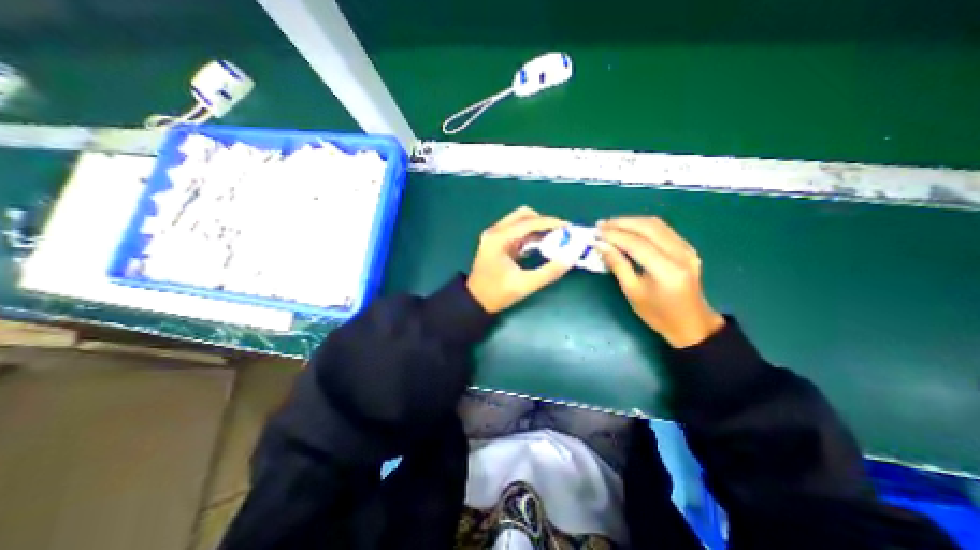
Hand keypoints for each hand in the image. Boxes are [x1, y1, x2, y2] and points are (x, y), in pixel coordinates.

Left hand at [467, 206, 575, 313]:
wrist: (475, 301)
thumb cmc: (497, 293)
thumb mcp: (525, 284)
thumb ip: (550, 271)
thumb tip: (571, 256)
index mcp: (499, 238)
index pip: (528, 222)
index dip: (550, 223)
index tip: (568, 228)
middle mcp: (495, 232)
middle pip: (523, 215)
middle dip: (544, 222)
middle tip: (560, 233)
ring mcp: (494, 236)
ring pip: (520, 222)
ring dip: (537, 228)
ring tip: (555, 239)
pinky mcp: (497, 242)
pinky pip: (517, 231)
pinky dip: (530, 235)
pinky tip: (541, 245)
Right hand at [592, 215, 722, 347]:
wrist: (691, 324)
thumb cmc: (657, 314)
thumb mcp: (632, 292)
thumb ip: (617, 265)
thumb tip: (600, 245)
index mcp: (667, 271)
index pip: (637, 244)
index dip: (614, 235)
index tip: (596, 233)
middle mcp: (681, 255)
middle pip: (649, 228)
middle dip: (622, 223)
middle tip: (601, 225)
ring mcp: (687, 249)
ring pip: (657, 225)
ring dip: (632, 222)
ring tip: (611, 225)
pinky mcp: (688, 248)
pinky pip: (663, 230)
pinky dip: (643, 226)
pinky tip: (629, 229)